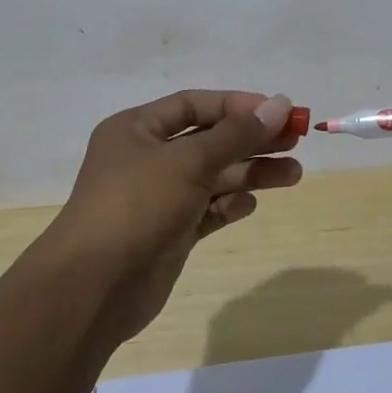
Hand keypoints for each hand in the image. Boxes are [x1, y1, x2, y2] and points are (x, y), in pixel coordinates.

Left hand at [45, 90, 302, 342]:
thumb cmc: (137, 206)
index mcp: (137, 129)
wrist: (95, 288)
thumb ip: (237, 135)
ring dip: (251, 174)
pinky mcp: (170, 232)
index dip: (238, 106)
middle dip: (252, 140)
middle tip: (296, 141)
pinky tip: (250, 205)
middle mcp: (147, 158)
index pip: (195, 104)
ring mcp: (159, 197)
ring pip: (213, 177)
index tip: (279, 112)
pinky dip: (229, 205)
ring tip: (293, 174)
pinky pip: (207, 210)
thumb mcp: (188, 161)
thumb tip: (280, 105)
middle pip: (209, 140)